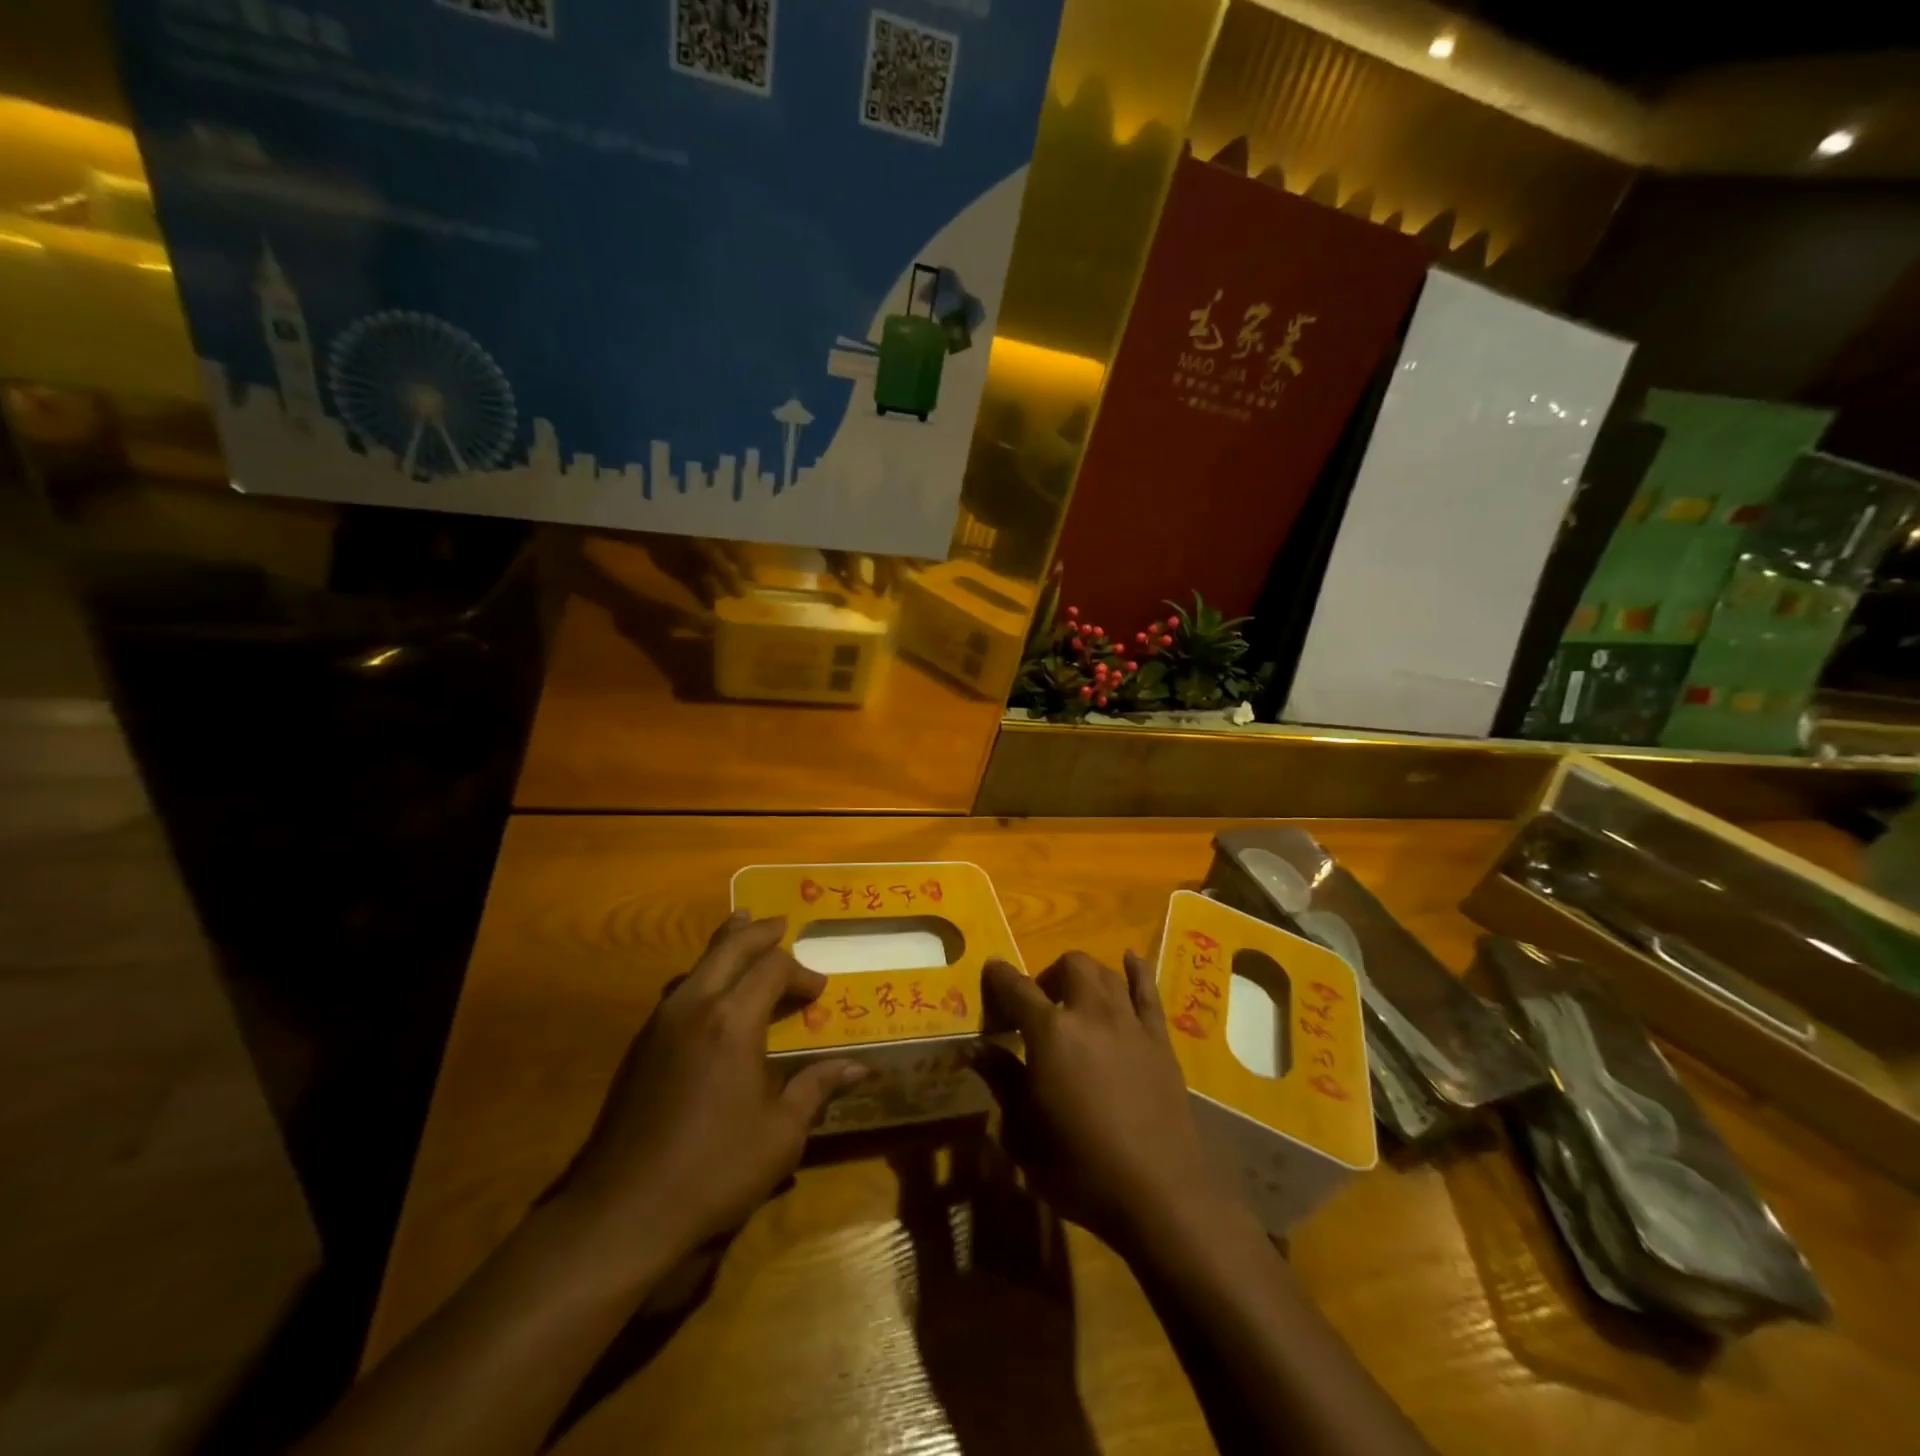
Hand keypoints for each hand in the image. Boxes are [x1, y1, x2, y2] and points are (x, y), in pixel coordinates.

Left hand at [558, 913, 865, 1273]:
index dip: (800, 972)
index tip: (819, 991)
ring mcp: (660, 1023)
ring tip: (741, 930)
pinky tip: (709, 991)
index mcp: (733, 1021)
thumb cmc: (713, 1170)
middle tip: (780, 924)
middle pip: (729, 948)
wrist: (620, 1212)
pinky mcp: (640, 1046)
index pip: (773, 968)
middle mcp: (695, 1007)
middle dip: (758, 933)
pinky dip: (703, 973)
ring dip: (725, 945)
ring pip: (697, 964)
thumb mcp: (780, 1134)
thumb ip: (817, 1089)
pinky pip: (679, 989)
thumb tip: (860, 1067)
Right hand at [978, 951, 1238, 1257]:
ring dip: (1085, 976)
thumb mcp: (1024, 1133)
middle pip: (1069, 966)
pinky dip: (1136, 970)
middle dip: (1048, 976)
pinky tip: (1129, 960)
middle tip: (1038, 1007)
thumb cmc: (1080, 1168)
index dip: (1000, 978)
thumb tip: (978, 1050)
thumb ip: (1002, 1081)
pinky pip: (1148, 990)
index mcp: (1050, 1033)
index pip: (1017, 988)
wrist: (1159, 1193)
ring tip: (1076, 998)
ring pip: (1105, 973)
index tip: (991, 972)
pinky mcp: (1159, 1039)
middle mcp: (1090, 1014)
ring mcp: (1129, 1023)